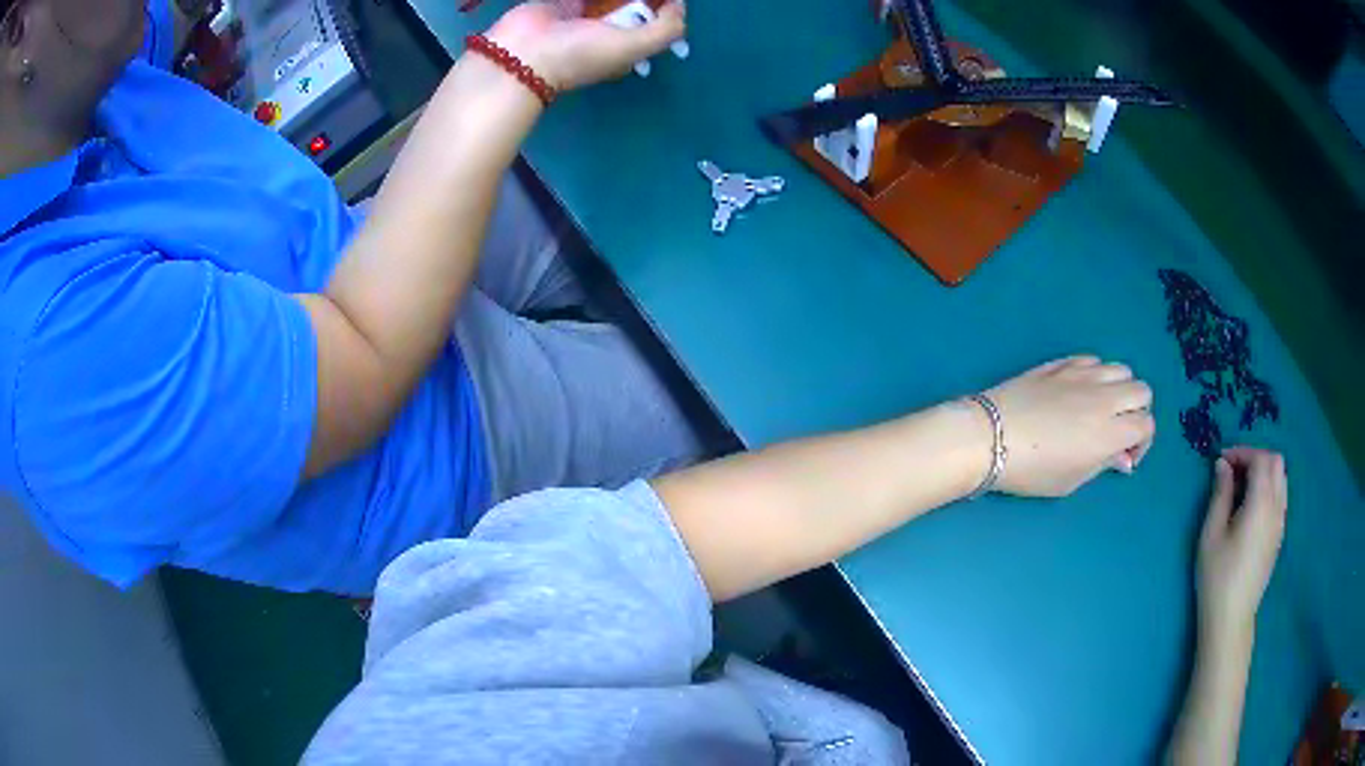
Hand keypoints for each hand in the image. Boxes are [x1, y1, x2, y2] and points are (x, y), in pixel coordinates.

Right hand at [487, 1, 686, 91]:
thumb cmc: (579, 54)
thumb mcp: (633, 48)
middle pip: (634, 3)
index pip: (655, 21)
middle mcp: (607, 28)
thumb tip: (680, 6)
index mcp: (626, 45)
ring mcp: (583, 13)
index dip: (666, 6)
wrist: (521, 53)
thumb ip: (665, 29)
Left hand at [985, 355, 1154, 497]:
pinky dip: (1096, 374)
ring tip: (1100, 410)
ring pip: (1121, 369)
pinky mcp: (1061, 363)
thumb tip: (1123, 457)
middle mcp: (1104, 397)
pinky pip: (1092, 360)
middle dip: (1136, 412)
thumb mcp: (1071, 480)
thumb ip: (1103, 464)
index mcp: (1110, 430)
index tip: (1123, 457)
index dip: (1142, 443)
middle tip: (1117, 431)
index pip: (1146, 424)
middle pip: (1142, 391)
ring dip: (1119, 389)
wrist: (989, 436)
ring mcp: (1083, 375)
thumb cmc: (1031, 469)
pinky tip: (1079, 392)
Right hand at [1197, 448, 1286, 637]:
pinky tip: (1251, 508)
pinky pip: (1280, 498)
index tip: (1222, 461)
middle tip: (1233, 470)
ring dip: (1264, 473)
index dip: (1242, 452)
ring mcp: (1280, 523)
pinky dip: (1268, 490)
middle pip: (1276, 463)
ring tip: (1242, 488)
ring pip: (1281, 479)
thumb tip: (1222, 466)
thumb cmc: (1217, 577)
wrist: (1231, 619)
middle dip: (1255, 458)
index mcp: (1261, 503)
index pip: (1260, 459)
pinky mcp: (1279, 536)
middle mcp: (1276, 507)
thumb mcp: (1211, 534)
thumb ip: (1220, 495)